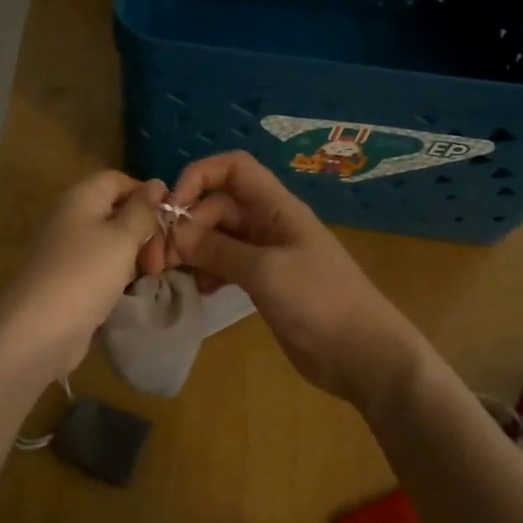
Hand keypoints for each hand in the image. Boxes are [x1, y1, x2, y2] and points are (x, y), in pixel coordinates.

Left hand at [0, 170, 166, 383]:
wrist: (41, 328)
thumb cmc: (86, 273)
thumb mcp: (122, 237)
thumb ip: (142, 210)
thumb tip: (157, 183)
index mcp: (81, 197)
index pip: (118, 180)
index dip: (146, 194)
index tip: (170, 219)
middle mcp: (72, 218)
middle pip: (116, 211)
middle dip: (145, 229)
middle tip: (163, 258)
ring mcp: (69, 250)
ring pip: (111, 241)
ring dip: (136, 254)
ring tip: (155, 274)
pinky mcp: (70, 279)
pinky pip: (101, 266)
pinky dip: (120, 273)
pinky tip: (134, 288)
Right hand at [165, 151, 428, 410]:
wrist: (363, 354)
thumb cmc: (319, 301)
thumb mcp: (266, 271)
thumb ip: (218, 249)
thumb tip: (175, 233)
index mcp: (276, 208)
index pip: (233, 168)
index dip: (199, 177)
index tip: (172, 209)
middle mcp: (268, 224)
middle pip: (216, 206)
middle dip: (186, 226)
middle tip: (160, 259)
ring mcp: (266, 254)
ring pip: (217, 237)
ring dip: (192, 251)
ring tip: (173, 276)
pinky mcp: (263, 283)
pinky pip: (225, 265)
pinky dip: (207, 272)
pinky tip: (199, 291)